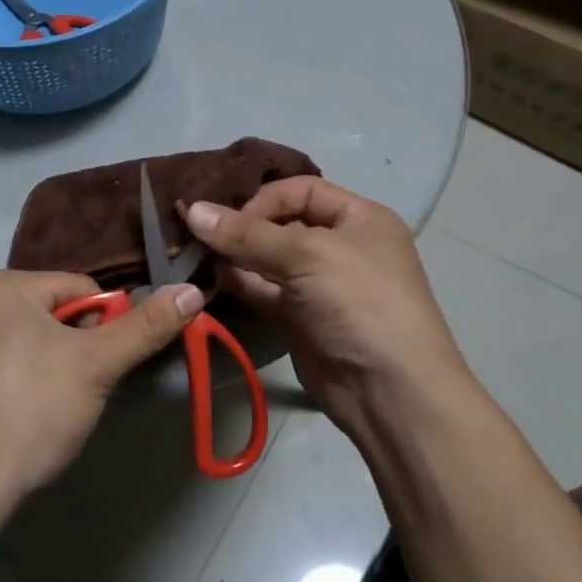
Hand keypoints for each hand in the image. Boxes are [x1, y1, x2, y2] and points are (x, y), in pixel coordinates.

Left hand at [0, 270, 202, 500]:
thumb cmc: (32, 410)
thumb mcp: (96, 364)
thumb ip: (146, 326)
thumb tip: (192, 290)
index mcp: (3, 284)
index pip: (82, 289)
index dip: (103, 329)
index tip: (97, 369)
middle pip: (59, 313)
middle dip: (79, 349)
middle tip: (77, 391)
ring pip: (39, 340)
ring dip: (59, 367)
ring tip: (54, 408)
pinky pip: (13, 361)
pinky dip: (31, 382)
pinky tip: (30, 415)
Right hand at [184, 177, 472, 441]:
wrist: (389, 391)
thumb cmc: (359, 302)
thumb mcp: (308, 255)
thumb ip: (248, 234)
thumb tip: (193, 210)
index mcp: (360, 218)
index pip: (303, 190)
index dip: (265, 199)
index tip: (228, 217)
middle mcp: (341, 245)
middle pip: (282, 223)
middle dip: (243, 226)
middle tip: (198, 231)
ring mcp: (319, 284)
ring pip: (268, 259)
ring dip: (235, 255)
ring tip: (194, 253)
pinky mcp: (300, 318)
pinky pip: (264, 290)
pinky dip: (239, 282)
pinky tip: (210, 277)